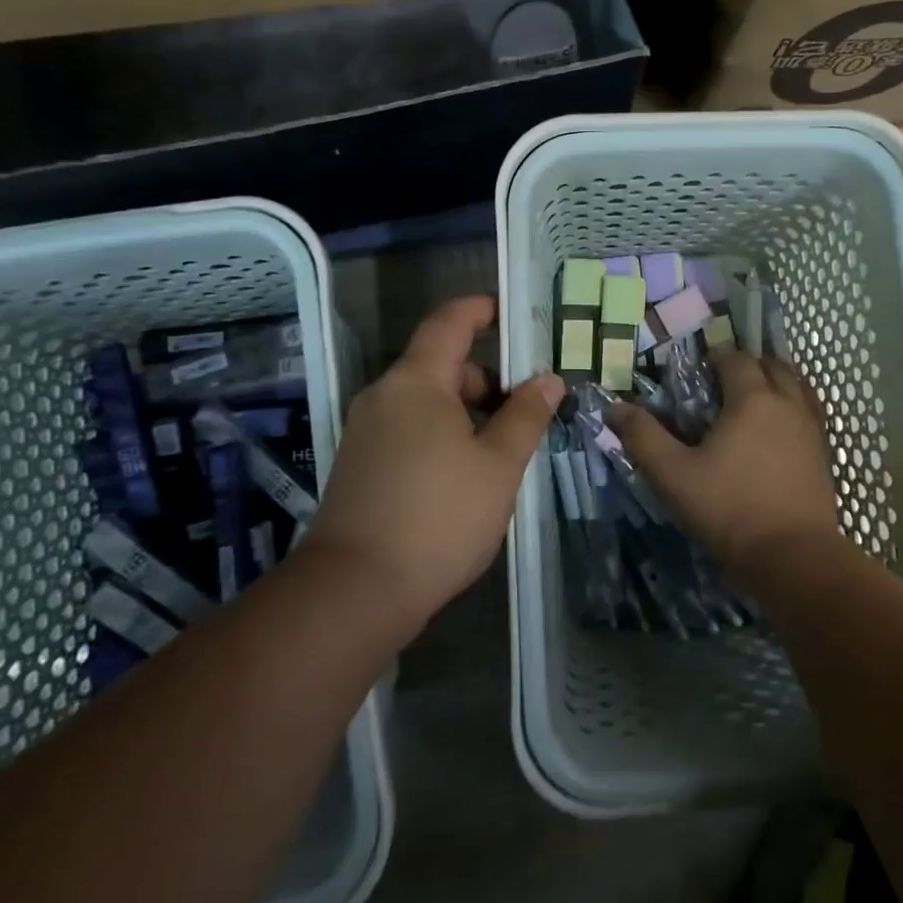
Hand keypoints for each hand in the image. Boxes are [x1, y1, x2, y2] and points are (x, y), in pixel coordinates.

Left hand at [301, 296, 562, 630]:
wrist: (354, 592)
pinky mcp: (359, 464)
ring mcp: (365, 431)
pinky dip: (440, 433)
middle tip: (525, 408)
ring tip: (501, 449)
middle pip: (439, 365)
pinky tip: (464, 475)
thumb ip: (525, 416)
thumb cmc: (438, 518)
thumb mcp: (499, 466)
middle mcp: (384, 396)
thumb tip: (547, 379)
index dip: (479, 310)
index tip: (509, 313)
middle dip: (484, 379)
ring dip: (464, 411)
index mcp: (416, 382)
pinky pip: (407, 428)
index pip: (448, 323)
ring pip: (424, 401)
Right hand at [607, 350, 841, 573]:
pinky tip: (779, 431)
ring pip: (798, 387)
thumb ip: (643, 437)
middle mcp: (787, 404)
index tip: (699, 366)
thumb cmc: (729, 510)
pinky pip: (810, 414)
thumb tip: (614, 407)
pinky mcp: (823, 456)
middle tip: (725, 380)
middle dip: (750, 364)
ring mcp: (811, 430)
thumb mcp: (673, 475)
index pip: (736, 359)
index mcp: (752, 399)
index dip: (717, 356)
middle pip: (773, 366)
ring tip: (754, 398)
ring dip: (776, 382)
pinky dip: (794, 408)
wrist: (794, 558)